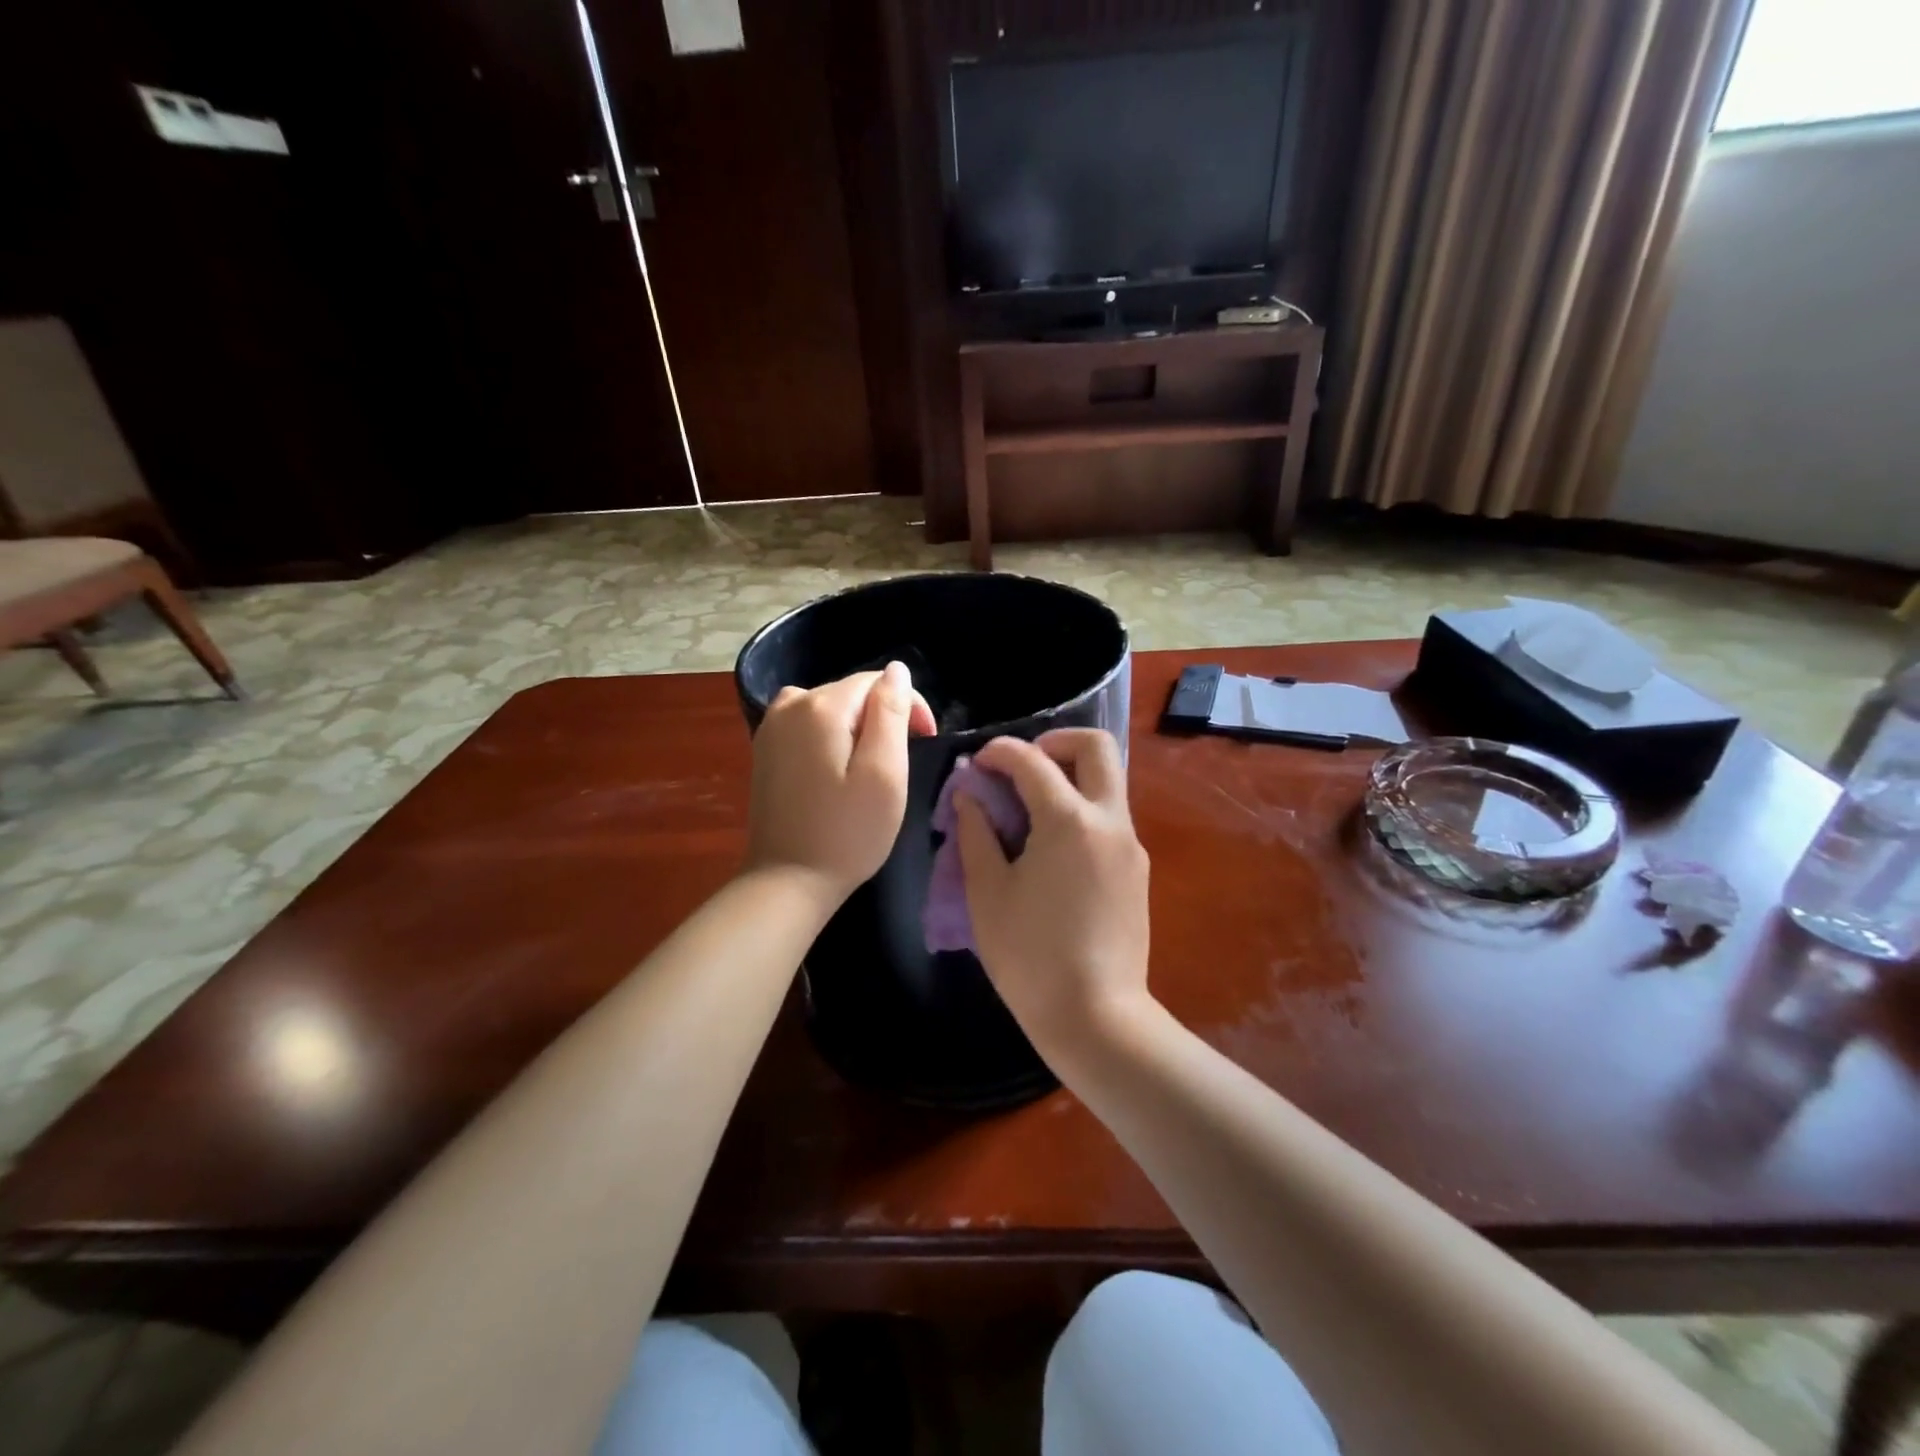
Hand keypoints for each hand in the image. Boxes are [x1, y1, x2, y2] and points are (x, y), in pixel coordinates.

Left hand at [745, 663, 936, 903]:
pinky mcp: (765, 748)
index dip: (908, 706)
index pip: (878, 681)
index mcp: (821, 705)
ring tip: (870, 772)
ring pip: (832, 709)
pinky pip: (810, 726)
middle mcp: (790, 703)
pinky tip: (838, 774)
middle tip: (898, 767)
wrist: (787, 881)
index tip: (924, 742)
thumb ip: (891, 713)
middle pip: (853, 693)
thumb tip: (897, 670)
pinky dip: (832, 740)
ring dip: (858, 730)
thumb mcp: (884, 773)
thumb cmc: (847, 833)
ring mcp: (771, 725)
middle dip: (882, 718)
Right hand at [954, 729, 1151, 1060]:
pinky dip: (1081, 810)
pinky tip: (1051, 848)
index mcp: (1070, 821)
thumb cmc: (1030, 956)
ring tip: (1028, 810)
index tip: (977, 763)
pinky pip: (1109, 818)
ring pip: (1108, 782)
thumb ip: (976, 834)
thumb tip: (969, 797)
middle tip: (1022, 768)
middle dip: (1056, 742)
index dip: (1000, 752)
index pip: (1032, 761)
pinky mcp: (1137, 871)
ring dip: (1069, 777)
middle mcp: (1110, 821)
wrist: (1097, 1018)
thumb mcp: (988, 893)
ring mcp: (1130, 845)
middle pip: (1097, 747)